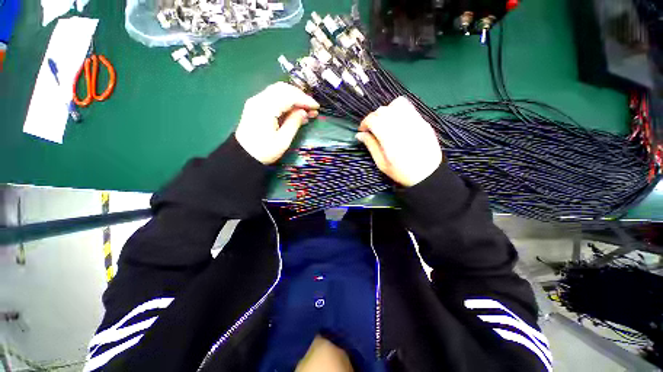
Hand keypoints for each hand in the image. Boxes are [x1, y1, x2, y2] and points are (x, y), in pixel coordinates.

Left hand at [235, 82, 318, 164]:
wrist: (243, 156)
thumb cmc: (264, 151)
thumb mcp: (282, 141)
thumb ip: (294, 123)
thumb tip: (304, 112)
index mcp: (265, 108)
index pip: (288, 96)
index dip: (304, 100)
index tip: (316, 107)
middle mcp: (259, 99)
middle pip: (283, 89)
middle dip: (300, 96)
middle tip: (312, 107)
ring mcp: (256, 101)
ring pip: (278, 91)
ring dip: (294, 98)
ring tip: (306, 109)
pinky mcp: (256, 106)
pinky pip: (274, 98)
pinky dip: (286, 101)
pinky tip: (295, 111)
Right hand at [356, 96, 442, 186]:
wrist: (428, 175)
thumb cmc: (402, 173)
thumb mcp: (382, 164)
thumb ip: (371, 146)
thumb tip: (360, 134)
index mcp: (390, 139)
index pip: (373, 119)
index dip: (364, 122)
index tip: (362, 130)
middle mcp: (402, 127)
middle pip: (383, 110)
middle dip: (373, 117)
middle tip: (372, 128)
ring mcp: (415, 122)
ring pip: (396, 104)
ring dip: (386, 111)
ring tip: (385, 122)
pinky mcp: (423, 121)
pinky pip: (409, 107)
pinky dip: (398, 110)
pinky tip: (397, 121)